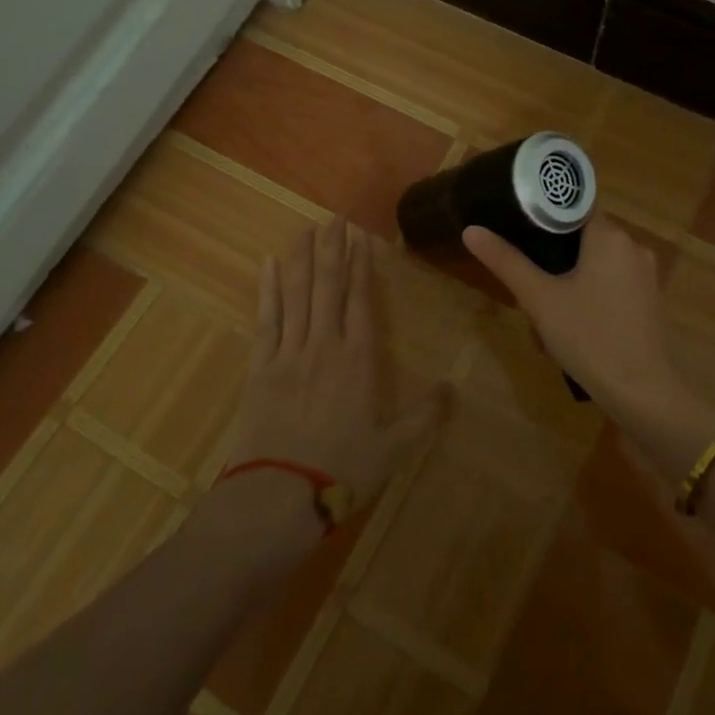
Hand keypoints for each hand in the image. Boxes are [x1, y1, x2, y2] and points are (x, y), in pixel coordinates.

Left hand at [224, 218, 446, 506]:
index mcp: (358, 358)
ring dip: (301, 258)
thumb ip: (426, 416)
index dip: (361, 265)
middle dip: (332, 249)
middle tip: (333, 218)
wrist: (280, 495)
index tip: (360, 238)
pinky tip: (267, 264)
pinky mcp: (261, 366)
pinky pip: (266, 318)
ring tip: (305, 229)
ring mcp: (289, 352)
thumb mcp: (394, 447)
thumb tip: (453, 388)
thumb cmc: (342, 469)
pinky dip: (267, 289)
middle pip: (328, 285)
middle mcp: (324, 344)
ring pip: (296, 293)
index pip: (361, 299)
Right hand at [462, 217, 689, 415]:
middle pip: (583, 236)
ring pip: (596, 262)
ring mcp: (645, 274)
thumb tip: (471, 230)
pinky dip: (590, 292)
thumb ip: (506, 261)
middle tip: (528, 282)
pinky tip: (573, 323)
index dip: (544, 214)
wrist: (642, 393)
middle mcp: (633, 246)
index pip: (573, 206)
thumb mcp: (539, 299)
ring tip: (545, 310)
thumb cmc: (589, 337)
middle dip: (553, 256)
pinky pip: (612, 282)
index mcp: (610, 236)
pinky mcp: (648, 299)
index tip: (518, 230)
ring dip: (569, 278)